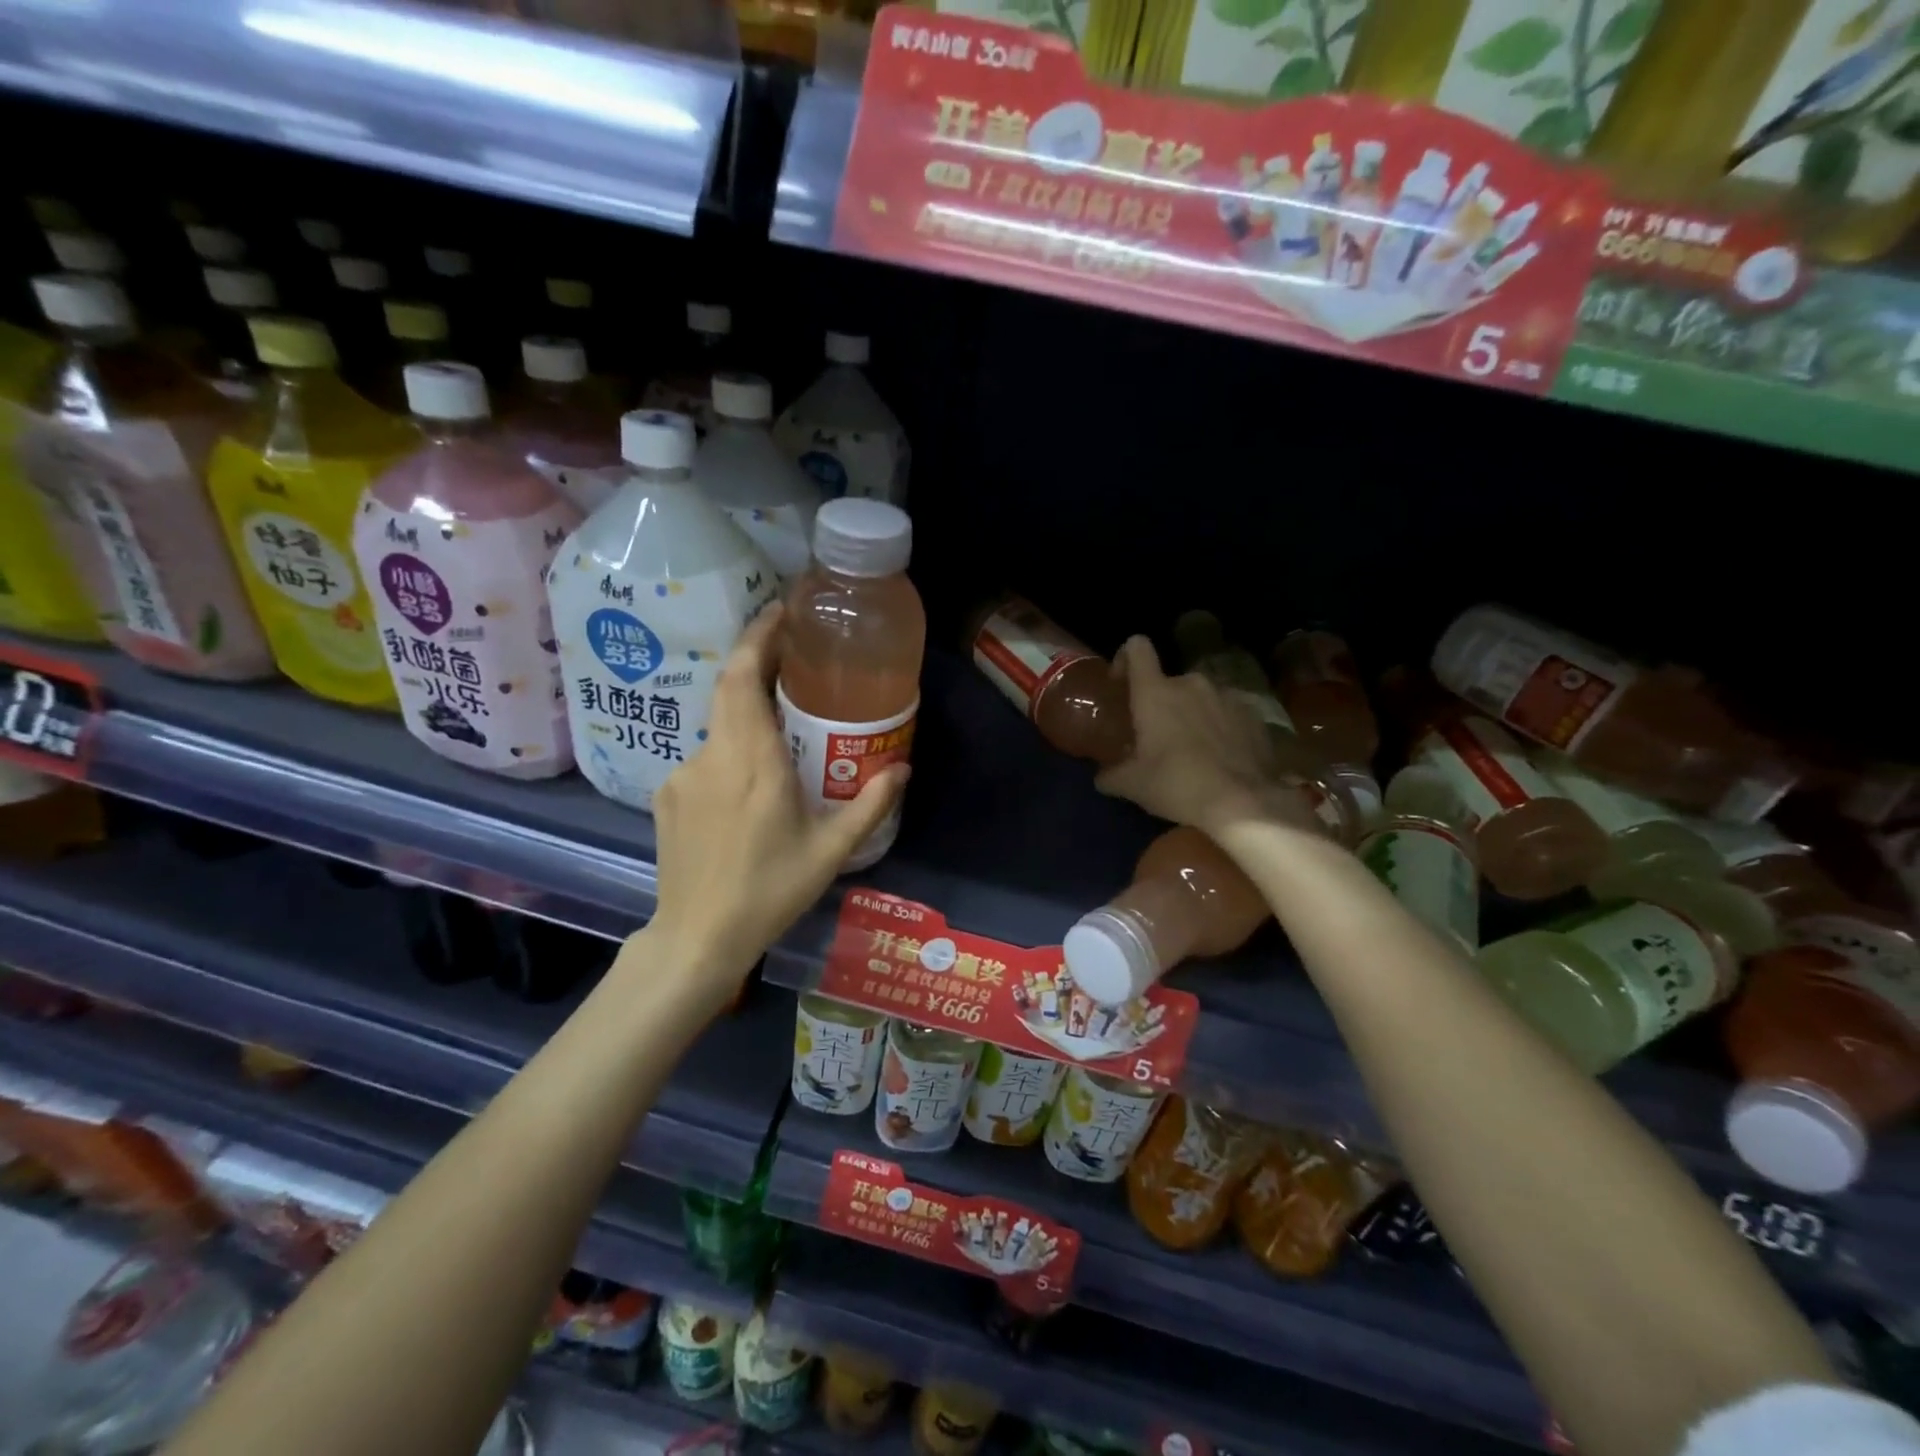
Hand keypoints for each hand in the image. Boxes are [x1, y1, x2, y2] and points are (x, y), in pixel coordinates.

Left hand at [639, 604, 908, 1013]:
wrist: (696, 938)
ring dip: (750, 719)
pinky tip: (748, 789)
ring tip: (783, 739)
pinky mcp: (668, 794)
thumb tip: (902, 768)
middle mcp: (712, 756)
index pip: (744, 678)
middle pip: (729, 688)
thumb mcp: (830, 851)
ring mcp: (683, 774)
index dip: (758, 638)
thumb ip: (869, 805)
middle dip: (758, 662)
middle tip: (793, 657)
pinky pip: (705, 758)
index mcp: (753, 762)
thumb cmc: (769, 892)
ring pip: (720, 727)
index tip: (780, 613)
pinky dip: (730, 754)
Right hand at [1094, 636, 1322, 838]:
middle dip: (1161, 703)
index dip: (1126, 658)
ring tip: (1192, 748)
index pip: (1138, 648)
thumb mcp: (1133, 786)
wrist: (1245, 802)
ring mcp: (1227, 694)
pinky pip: (1227, 711)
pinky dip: (1220, 726)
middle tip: (1156, 736)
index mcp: (1155, 692)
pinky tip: (1221, 756)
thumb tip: (1101, 777)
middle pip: (1168, 682)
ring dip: (1191, 714)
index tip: (1122, 684)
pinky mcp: (1253, 713)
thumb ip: (1110, 776)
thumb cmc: (1178, 784)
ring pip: (1199, 697)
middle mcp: (1191, 683)